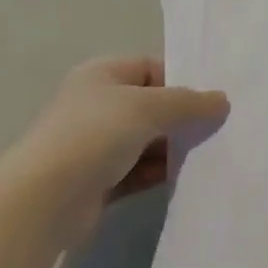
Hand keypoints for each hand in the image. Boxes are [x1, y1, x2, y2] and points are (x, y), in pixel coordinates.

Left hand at [10, 56, 228, 247]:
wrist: (44, 200)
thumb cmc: (94, 135)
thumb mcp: (149, 107)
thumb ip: (189, 103)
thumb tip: (222, 101)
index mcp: (103, 75)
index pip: (152, 67)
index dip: (183, 80)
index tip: (215, 99)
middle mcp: (97, 105)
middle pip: (153, 105)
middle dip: (184, 117)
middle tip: (220, 128)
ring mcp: (96, 144)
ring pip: (149, 140)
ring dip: (175, 147)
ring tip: (210, 154)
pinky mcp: (99, 180)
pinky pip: (140, 170)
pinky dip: (161, 172)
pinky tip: (186, 177)